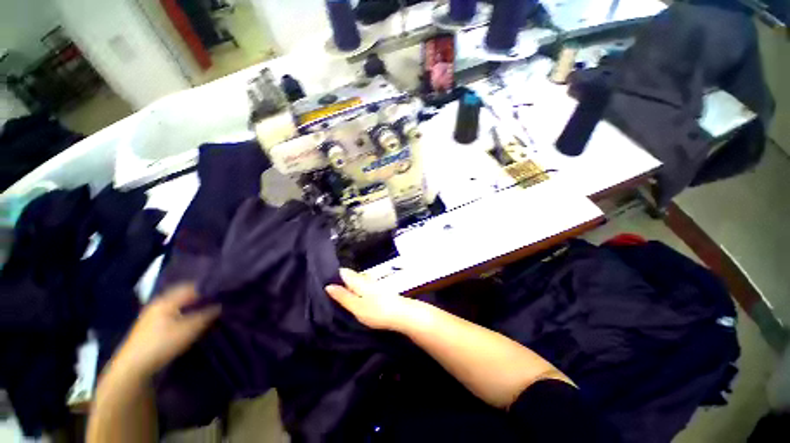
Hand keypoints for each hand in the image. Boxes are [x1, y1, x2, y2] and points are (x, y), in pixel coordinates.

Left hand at [112, 285, 220, 377]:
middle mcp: (158, 303)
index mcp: (166, 300)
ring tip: (205, 310)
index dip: (207, 289)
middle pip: (183, 295)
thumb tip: (220, 305)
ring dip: (191, 306)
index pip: (191, 287)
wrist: (133, 367)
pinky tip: (189, 320)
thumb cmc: (162, 344)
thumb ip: (206, 315)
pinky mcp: (150, 326)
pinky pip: (172, 313)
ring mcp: (152, 314)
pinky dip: (183, 313)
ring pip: (177, 304)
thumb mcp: (188, 329)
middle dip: (199, 297)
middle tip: (216, 301)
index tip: (222, 293)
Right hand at [326, 268, 420, 330]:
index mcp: (358, 280)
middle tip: (326, 293)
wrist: (401, 314)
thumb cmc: (377, 311)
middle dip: (338, 282)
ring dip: (347, 287)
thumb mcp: (356, 306)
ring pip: (355, 282)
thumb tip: (328, 285)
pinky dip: (355, 291)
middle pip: (349, 276)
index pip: (342, 271)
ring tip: (337, 298)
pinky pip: (362, 287)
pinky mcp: (378, 290)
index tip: (320, 282)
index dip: (332, 275)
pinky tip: (353, 299)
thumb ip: (342, 296)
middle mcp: (365, 278)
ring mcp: (372, 283)